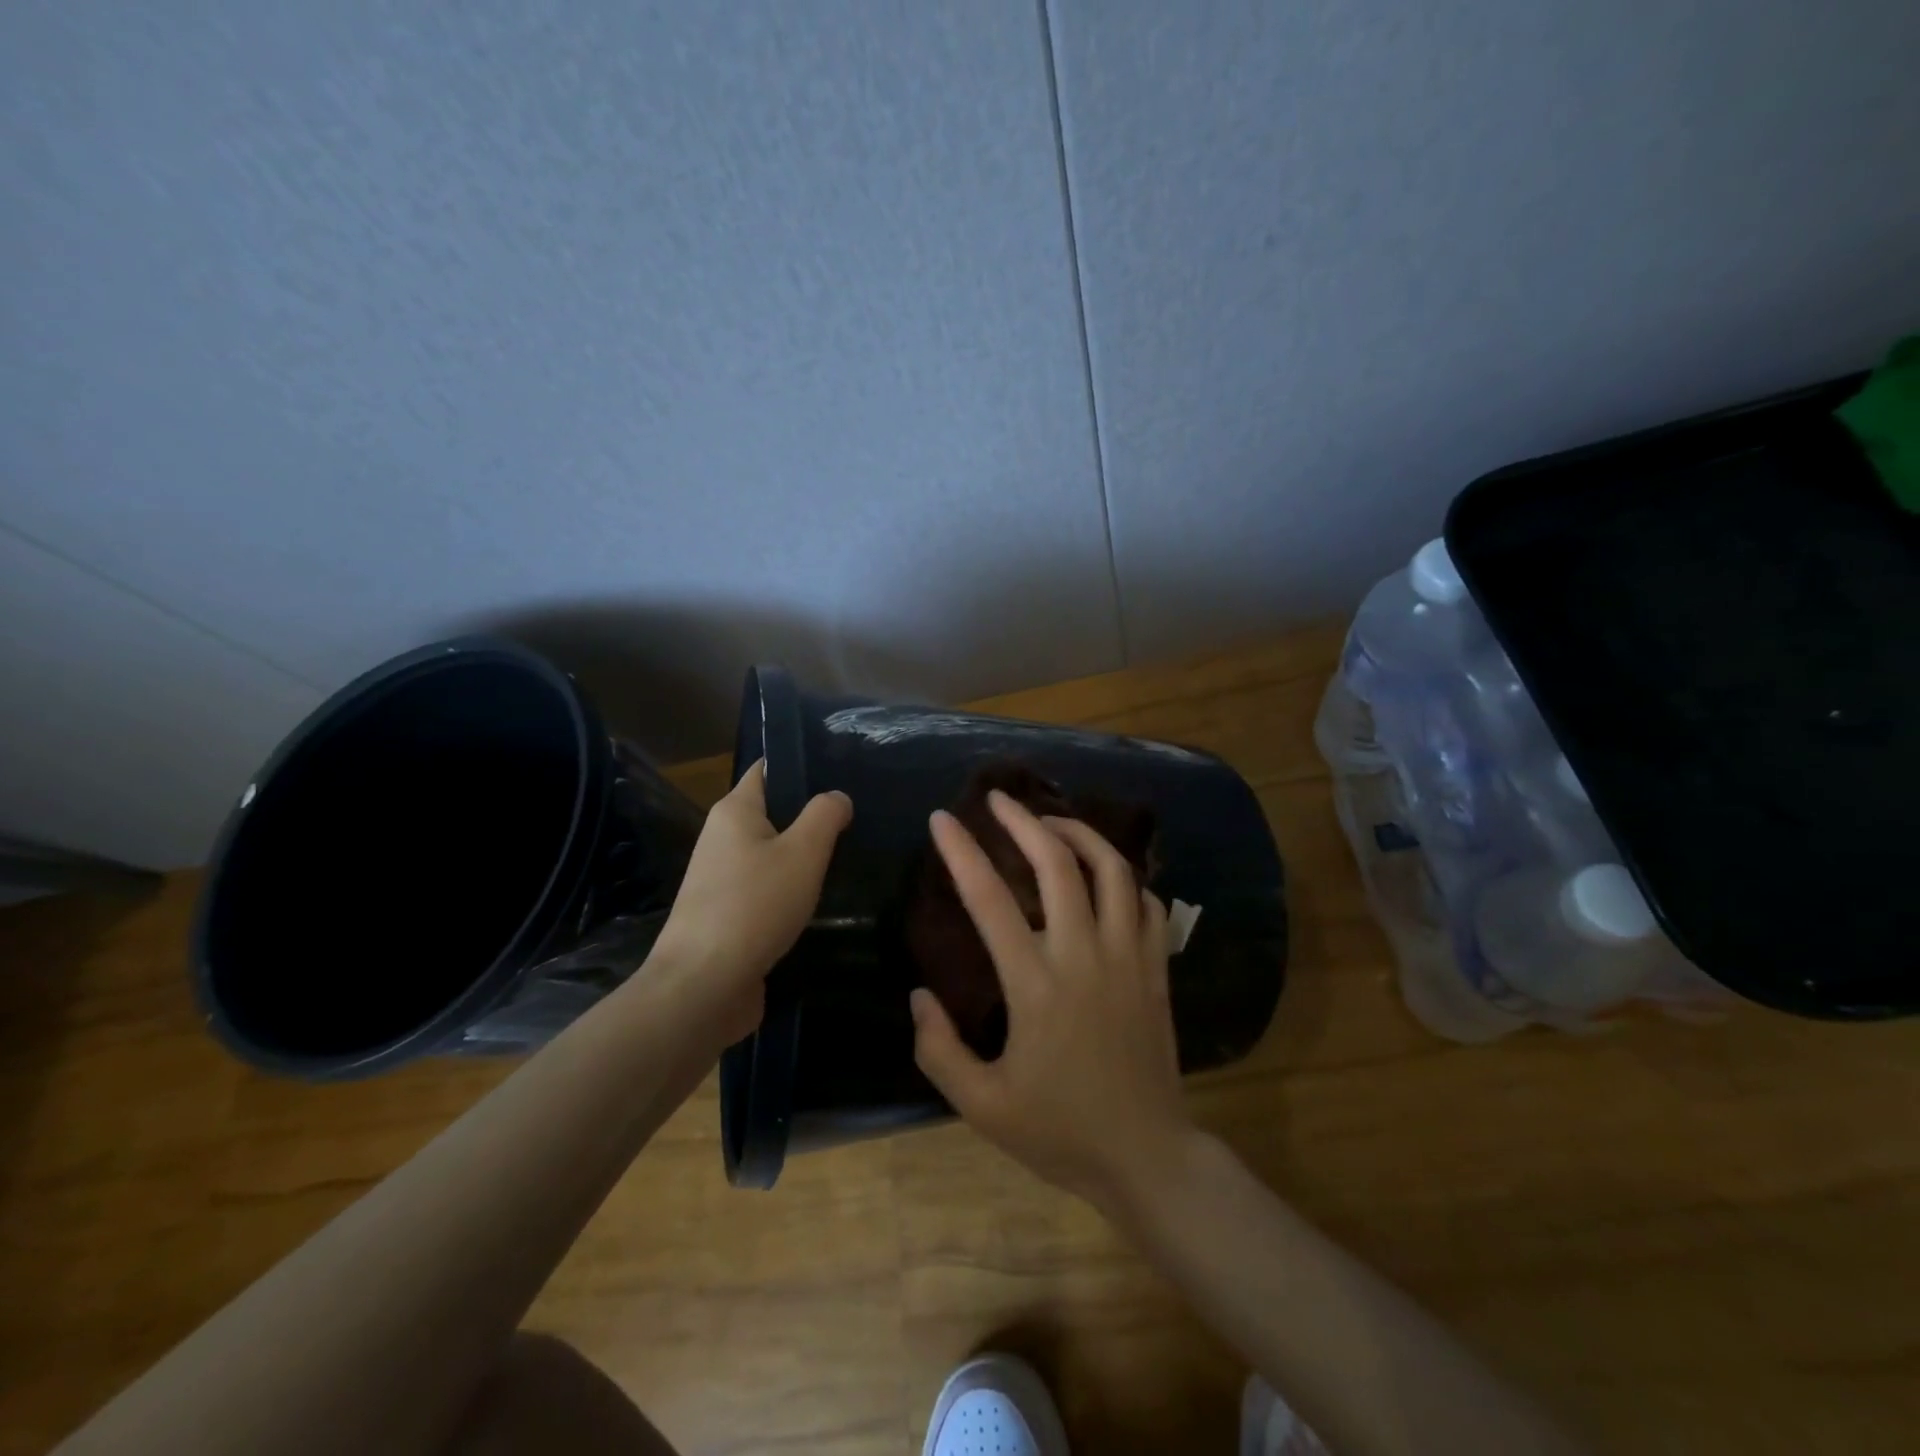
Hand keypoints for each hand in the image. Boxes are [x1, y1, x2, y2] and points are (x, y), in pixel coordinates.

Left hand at [649, 760, 850, 1043]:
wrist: (704, 985)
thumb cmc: (755, 905)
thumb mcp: (803, 852)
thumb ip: (825, 816)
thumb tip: (837, 796)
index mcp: (734, 811)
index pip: (767, 770)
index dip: (801, 765)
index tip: (842, 769)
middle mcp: (721, 838)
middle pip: (771, 813)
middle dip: (809, 815)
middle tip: (857, 817)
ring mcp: (720, 880)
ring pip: (770, 854)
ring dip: (802, 857)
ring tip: (847, 856)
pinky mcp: (726, 916)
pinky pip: (764, 889)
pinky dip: (789, 890)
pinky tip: (818, 900)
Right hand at [910, 790, 1193, 1212]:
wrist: (1147, 1156)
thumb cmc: (1060, 1131)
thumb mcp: (981, 1106)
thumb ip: (939, 1049)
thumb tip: (919, 995)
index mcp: (1036, 985)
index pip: (990, 900)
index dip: (962, 853)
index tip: (942, 820)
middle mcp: (1084, 956)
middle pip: (1057, 864)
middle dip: (1024, 822)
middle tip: (999, 799)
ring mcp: (1128, 957)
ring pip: (1112, 870)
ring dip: (1080, 834)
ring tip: (1052, 821)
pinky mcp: (1156, 968)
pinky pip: (1146, 902)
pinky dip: (1124, 877)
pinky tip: (1104, 875)